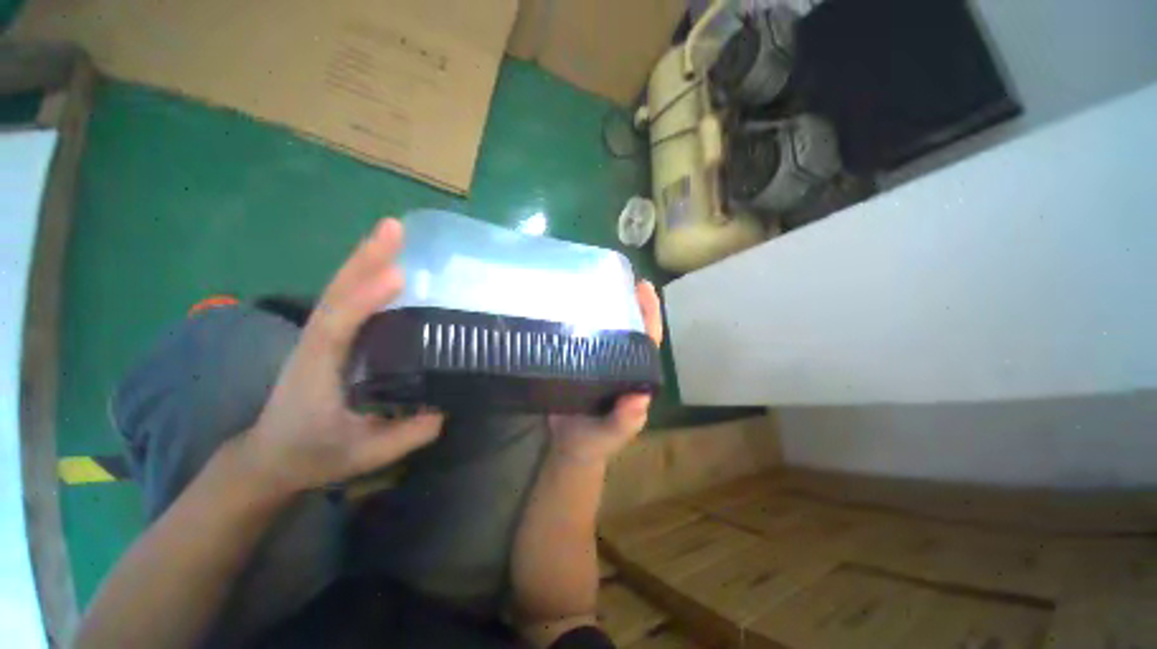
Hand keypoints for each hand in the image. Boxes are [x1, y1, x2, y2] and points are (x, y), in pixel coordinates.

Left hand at [239, 218, 443, 497]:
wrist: (271, 456)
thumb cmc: (312, 454)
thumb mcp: (362, 455)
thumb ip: (405, 436)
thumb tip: (444, 411)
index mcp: (317, 370)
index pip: (337, 326)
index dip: (365, 299)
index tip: (398, 276)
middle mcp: (315, 344)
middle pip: (336, 293)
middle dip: (364, 259)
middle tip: (394, 228)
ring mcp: (319, 337)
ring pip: (339, 290)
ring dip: (364, 260)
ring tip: (391, 234)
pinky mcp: (328, 337)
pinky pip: (345, 300)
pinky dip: (363, 277)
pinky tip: (385, 267)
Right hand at [548, 281, 663, 463]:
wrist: (569, 447)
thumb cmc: (595, 442)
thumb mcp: (613, 434)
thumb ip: (627, 420)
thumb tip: (642, 397)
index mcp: (636, 374)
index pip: (648, 339)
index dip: (649, 313)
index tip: (644, 287)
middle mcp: (621, 361)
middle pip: (629, 326)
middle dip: (628, 300)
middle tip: (618, 275)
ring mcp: (599, 359)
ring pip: (607, 327)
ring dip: (605, 305)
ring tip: (594, 280)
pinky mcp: (579, 359)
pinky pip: (583, 335)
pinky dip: (580, 318)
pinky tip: (568, 303)